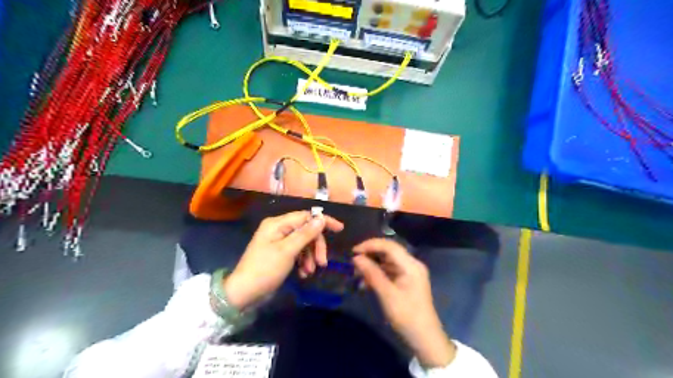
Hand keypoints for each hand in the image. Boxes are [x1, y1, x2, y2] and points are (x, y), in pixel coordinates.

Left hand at [225, 210, 343, 309]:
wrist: (244, 293)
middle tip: (322, 263)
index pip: (306, 216)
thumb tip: (321, 219)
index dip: (323, 221)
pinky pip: (297, 252)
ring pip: (303, 243)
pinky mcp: (280, 253)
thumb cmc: (265, 270)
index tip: (339, 229)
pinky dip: (303, 261)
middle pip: (306, 231)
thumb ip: (305, 234)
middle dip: (316, 246)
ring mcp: (279, 241)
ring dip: (310, 256)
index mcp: (277, 223)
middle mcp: (278, 229)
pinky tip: (303, 273)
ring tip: (310, 271)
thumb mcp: (287, 251)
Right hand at [353, 240, 456, 368]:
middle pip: (388, 252)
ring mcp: (409, 273)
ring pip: (387, 261)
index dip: (370, 245)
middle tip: (353, 263)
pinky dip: (377, 275)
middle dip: (370, 255)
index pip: (389, 246)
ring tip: (357, 274)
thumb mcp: (387, 295)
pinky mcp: (406, 281)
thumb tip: (356, 258)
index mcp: (411, 265)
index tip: (353, 251)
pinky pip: (389, 271)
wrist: (424, 338)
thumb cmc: (407, 316)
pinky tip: (365, 284)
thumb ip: (372, 274)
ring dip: (372, 266)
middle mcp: (411, 264)